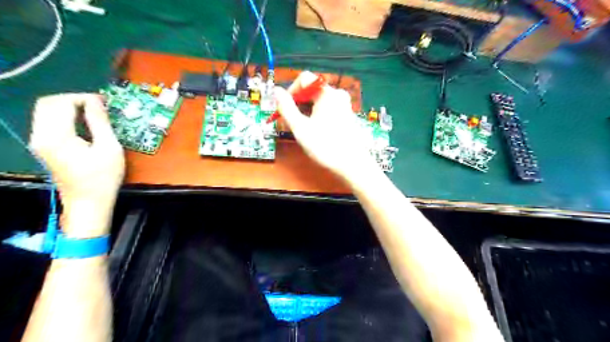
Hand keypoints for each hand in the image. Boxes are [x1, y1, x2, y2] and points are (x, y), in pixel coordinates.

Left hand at [29, 93, 123, 236]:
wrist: (88, 201)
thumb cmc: (103, 177)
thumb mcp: (109, 148)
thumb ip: (100, 122)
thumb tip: (97, 101)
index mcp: (57, 136)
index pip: (61, 103)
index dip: (83, 97)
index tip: (104, 102)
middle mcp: (41, 136)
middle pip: (48, 104)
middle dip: (73, 99)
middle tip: (98, 106)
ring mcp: (39, 142)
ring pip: (46, 112)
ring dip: (69, 107)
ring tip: (94, 113)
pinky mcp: (44, 147)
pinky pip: (49, 122)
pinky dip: (65, 117)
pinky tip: (84, 124)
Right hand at [275, 71, 379, 184]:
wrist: (352, 164)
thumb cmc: (324, 146)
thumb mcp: (300, 128)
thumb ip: (286, 108)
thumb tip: (276, 91)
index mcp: (327, 93)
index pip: (305, 78)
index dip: (291, 91)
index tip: (285, 108)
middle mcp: (338, 94)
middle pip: (312, 89)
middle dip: (298, 103)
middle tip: (292, 122)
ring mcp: (344, 105)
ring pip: (319, 100)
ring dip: (307, 110)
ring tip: (304, 129)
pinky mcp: (347, 115)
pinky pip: (328, 108)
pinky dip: (317, 115)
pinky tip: (316, 131)